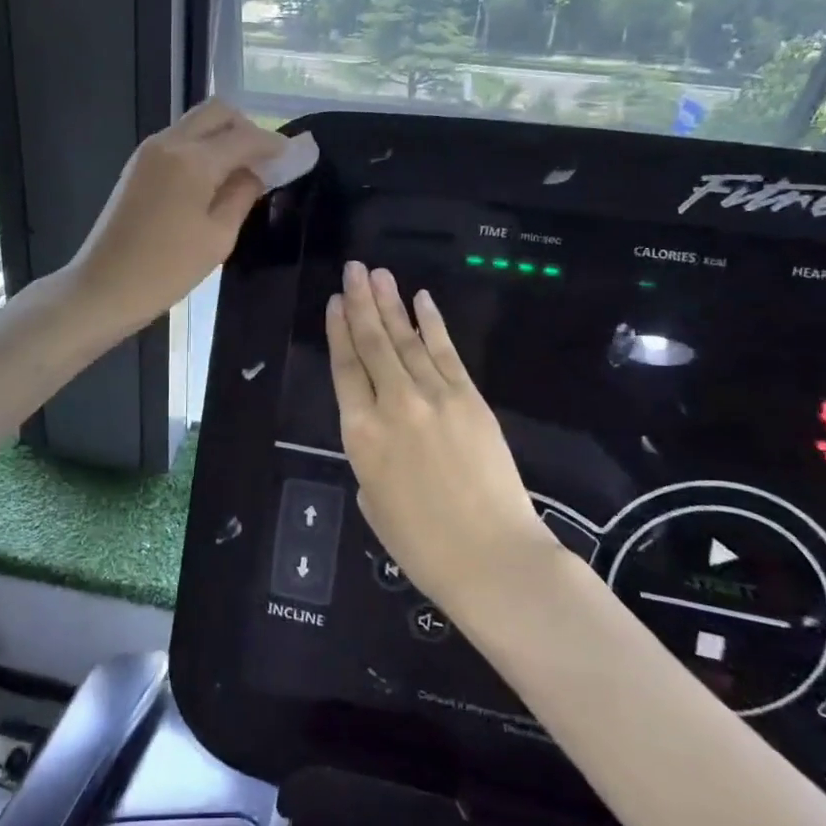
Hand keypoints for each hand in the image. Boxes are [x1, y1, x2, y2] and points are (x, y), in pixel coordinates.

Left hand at [66, 99, 286, 336]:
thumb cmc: (166, 269)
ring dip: (223, 135)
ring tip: (242, 170)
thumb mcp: (218, 237)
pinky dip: (202, 147)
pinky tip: (213, 178)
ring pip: (196, 122)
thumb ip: (243, 194)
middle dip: (247, 127)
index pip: (245, 136)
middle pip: (218, 112)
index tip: (296, 154)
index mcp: (193, 160)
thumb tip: (259, 171)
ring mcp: (149, 151)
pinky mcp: (137, 165)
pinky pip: (179, 139)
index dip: (275, 143)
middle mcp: (170, 142)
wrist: (103, 286)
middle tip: (266, 159)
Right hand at [328, 262, 551, 619]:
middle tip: (353, 269)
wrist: (491, 557)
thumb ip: (370, 457)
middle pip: (372, 343)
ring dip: (391, 303)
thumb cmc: (422, 544)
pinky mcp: (469, 398)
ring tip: (378, 274)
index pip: (345, 368)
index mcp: (360, 434)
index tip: (334, 302)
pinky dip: (432, 323)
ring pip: (406, 339)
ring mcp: (433, 396)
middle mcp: (392, 404)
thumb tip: (383, 433)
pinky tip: (421, 299)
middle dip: (361, 302)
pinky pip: (445, 351)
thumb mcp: (373, 501)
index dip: (338, 331)